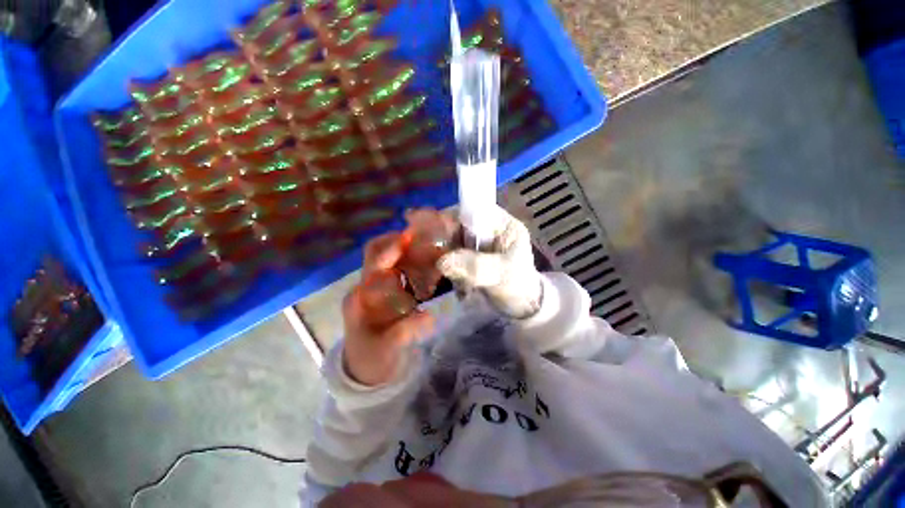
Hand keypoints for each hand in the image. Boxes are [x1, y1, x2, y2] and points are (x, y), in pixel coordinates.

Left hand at [342, 233, 434, 386]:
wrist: (366, 366)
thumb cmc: (372, 357)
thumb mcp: (387, 348)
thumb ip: (405, 331)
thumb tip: (429, 316)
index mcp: (361, 296)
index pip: (374, 264)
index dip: (391, 249)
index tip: (411, 237)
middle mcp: (366, 285)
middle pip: (377, 251)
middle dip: (399, 240)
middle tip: (425, 238)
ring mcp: (376, 285)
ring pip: (390, 256)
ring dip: (409, 249)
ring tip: (432, 248)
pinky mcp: (386, 289)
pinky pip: (399, 267)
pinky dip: (414, 261)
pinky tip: (430, 265)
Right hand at [438, 205, 542, 318]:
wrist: (523, 308)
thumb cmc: (519, 286)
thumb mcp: (502, 273)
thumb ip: (476, 265)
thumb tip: (442, 261)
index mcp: (503, 224)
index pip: (475, 209)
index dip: (457, 219)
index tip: (442, 237)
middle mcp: (489, 230)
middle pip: (461, 227)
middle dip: (452, 248)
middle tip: (449, 267)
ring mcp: (480, 245)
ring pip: (455, 244)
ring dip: (452, 263)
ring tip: (459, 283)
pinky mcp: (472, 259)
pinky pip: (455, 258)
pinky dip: (453, 272)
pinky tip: (461, 288)